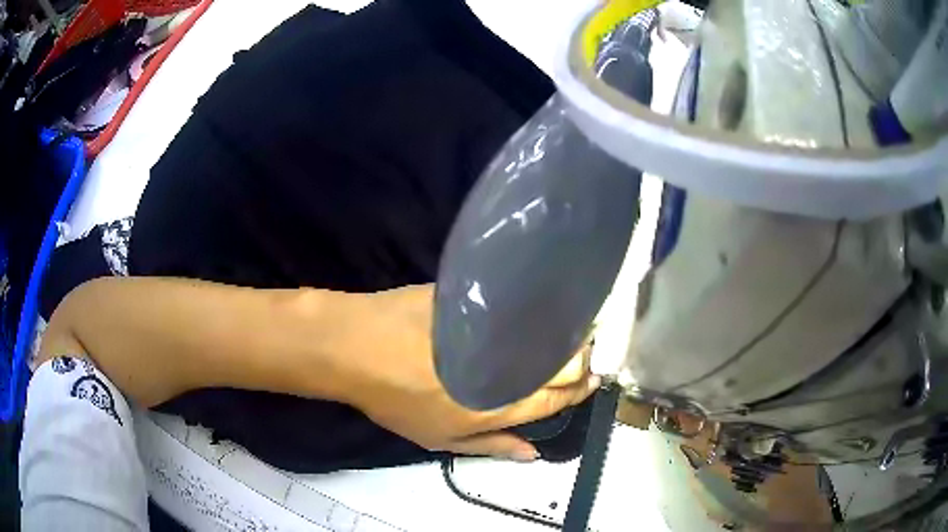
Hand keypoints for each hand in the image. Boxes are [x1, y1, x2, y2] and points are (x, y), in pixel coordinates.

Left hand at [340, 284, 599, 461]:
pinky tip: (538, 311)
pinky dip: (538, 311)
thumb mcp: (441, 438)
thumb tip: (533, 454)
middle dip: (585, 360)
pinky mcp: (482, 299)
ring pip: (551, 331)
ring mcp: (497, 327)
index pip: (559, 397)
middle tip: (585, 358)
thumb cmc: (397, 399)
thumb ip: (492, 445)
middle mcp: (510, 364)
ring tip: (569, 336)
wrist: (359, 345)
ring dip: (568, 335)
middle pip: (567, 362)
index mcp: (504, 404)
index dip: (581, 389)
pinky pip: (522, 306)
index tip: (594, 380)